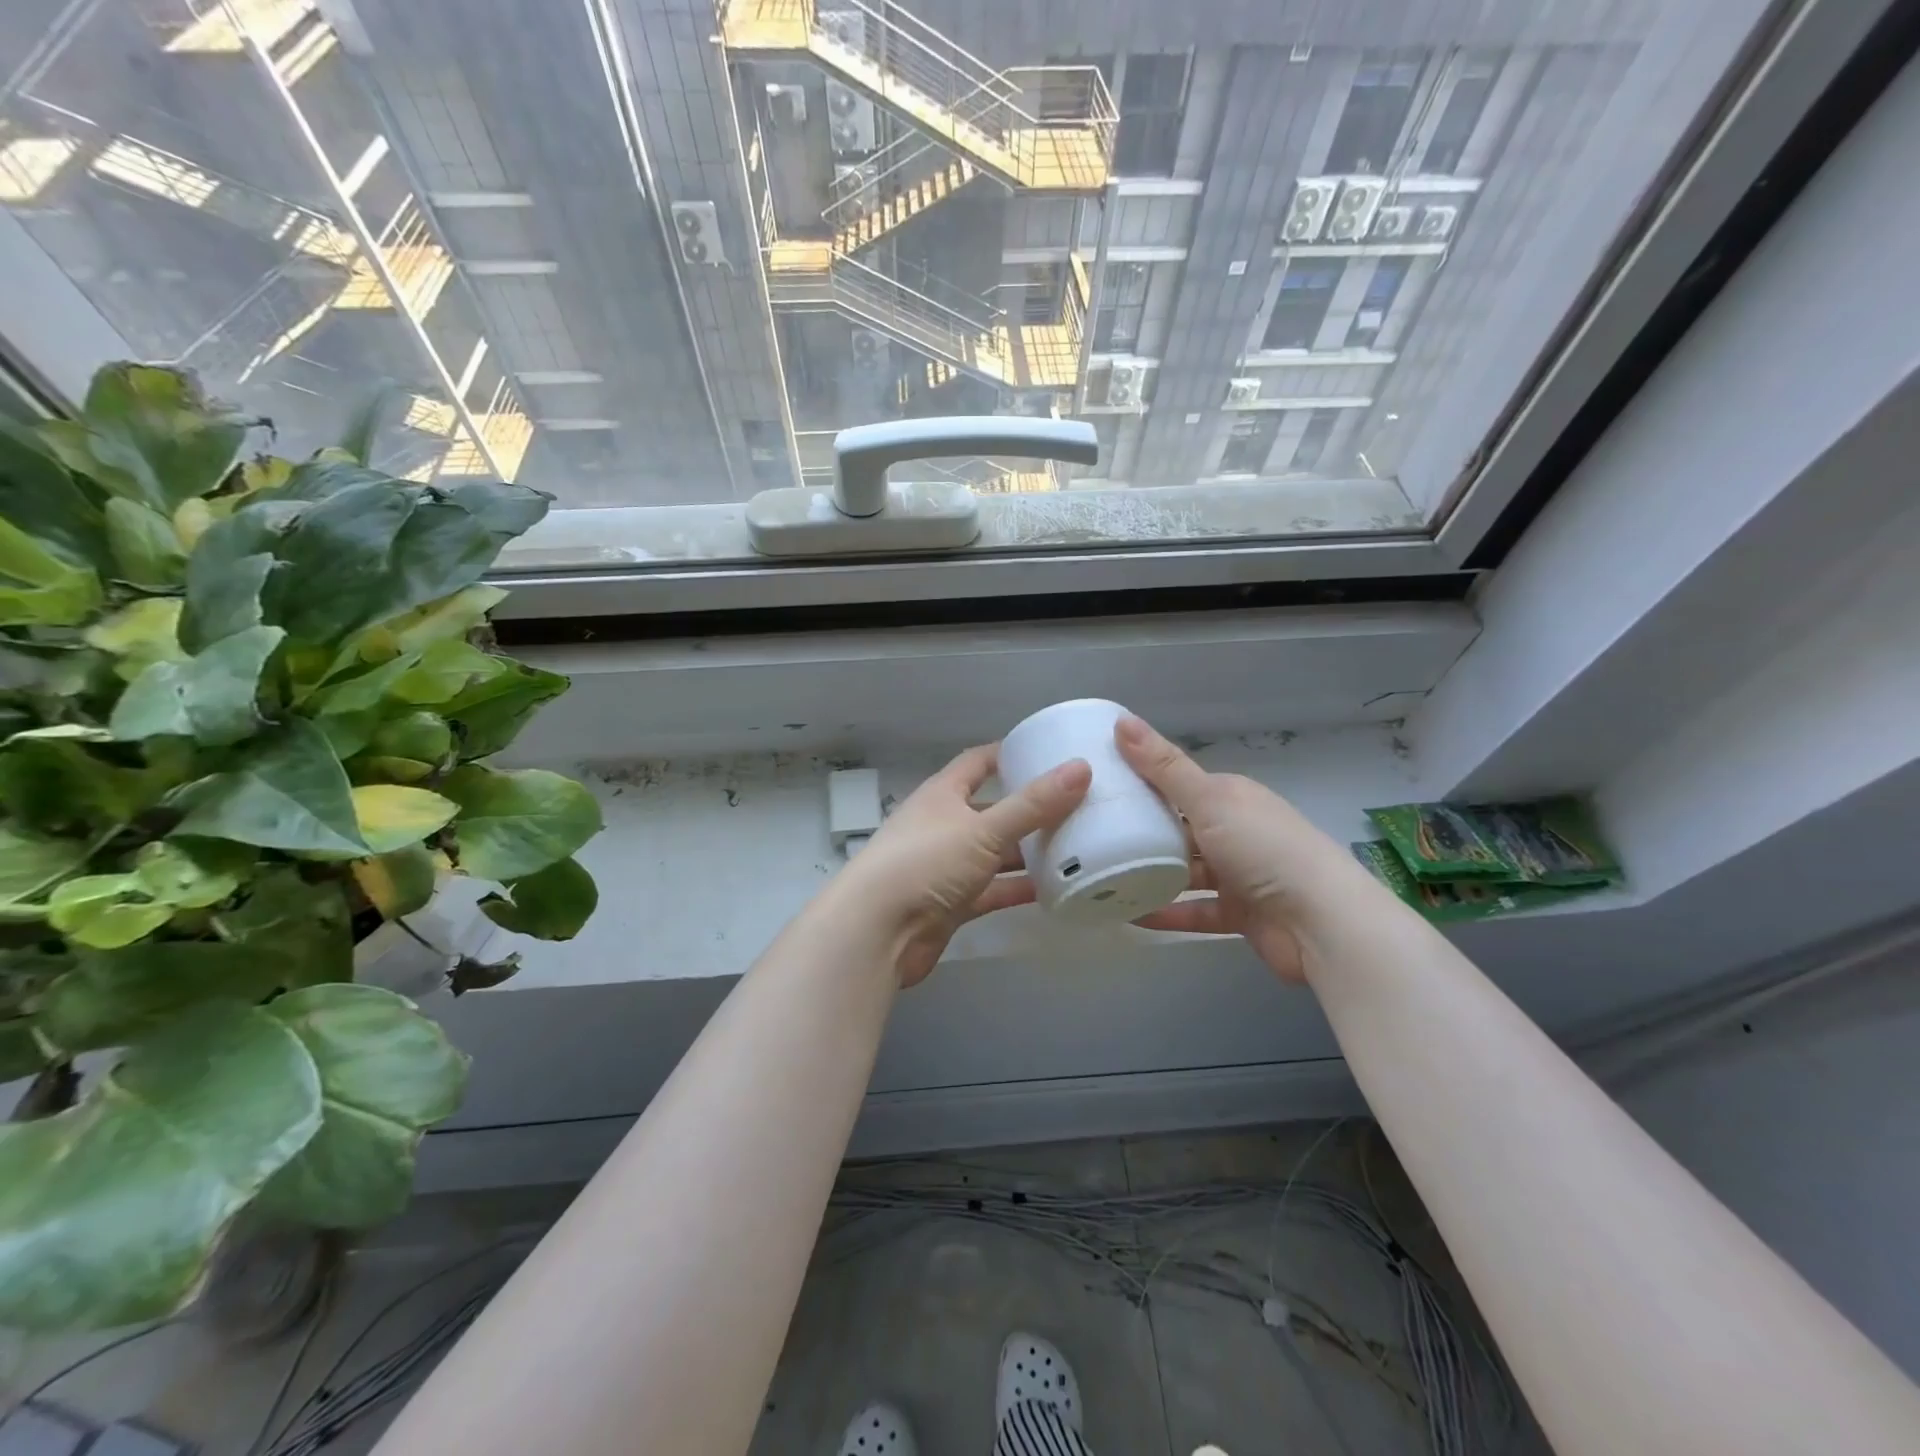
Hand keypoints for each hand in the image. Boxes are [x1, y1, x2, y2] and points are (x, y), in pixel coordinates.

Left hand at [836, 745, 1090, 985]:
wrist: (877, 932)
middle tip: (1077, 805)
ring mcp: (946, 866)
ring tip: (1076, 846)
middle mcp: (943, 825)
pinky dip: (1017, 888)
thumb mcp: (983, 829)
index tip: (1046, 752)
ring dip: (1027, 852)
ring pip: (994, 853)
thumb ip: (1033, 804)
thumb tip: (1081, 767)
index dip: (1008, 755)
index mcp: (942, 795)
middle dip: (1029, 809)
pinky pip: (992, 890)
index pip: (977, 763)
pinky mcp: (952, 903)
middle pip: (992, 810)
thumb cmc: (925, 863)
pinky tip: (1053, 888)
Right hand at [1115, 715, 1361, 982]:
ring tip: (1102, 876)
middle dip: (1140, 832)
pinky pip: (1194, 910)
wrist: (1321, 923)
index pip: (1178, 785)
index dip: (1141, 784)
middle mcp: (1235, 831)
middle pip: (1178, 828)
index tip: (1097, 789)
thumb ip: (1163, 767)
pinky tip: (1129, 915)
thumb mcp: (1208, 800)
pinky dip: (1167, 912)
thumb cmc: (1264, 849)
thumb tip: (1121, 720)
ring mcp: (1238, 875)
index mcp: (1231, 797)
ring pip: (1185, 871)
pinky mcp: (1239, 914)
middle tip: (1089, 835)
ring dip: (1150, 875)